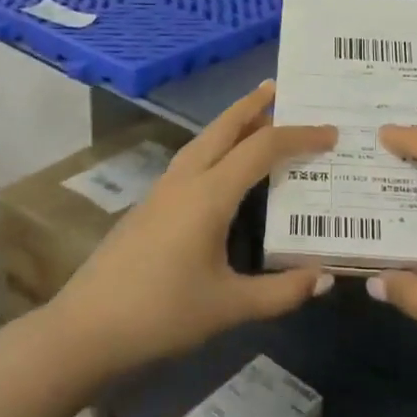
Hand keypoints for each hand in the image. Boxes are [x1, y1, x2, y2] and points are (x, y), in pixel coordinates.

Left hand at [45, 83, 336, 378]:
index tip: (330, 134)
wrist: (86, 328)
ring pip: (204, 140)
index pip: (262, 149)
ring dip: (231, 123)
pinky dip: (216, 145)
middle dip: (254, 105)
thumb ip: (281, 293)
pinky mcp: (150, 203)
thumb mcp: (228, 307)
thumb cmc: (161, 314)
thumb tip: (326, 277)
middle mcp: (186, 179)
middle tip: (280, 87)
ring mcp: (163, 189)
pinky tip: (222, 165)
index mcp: (210, 194)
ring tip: (256, 116)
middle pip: (224, 127)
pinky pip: (192, 158)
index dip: (299, 137)